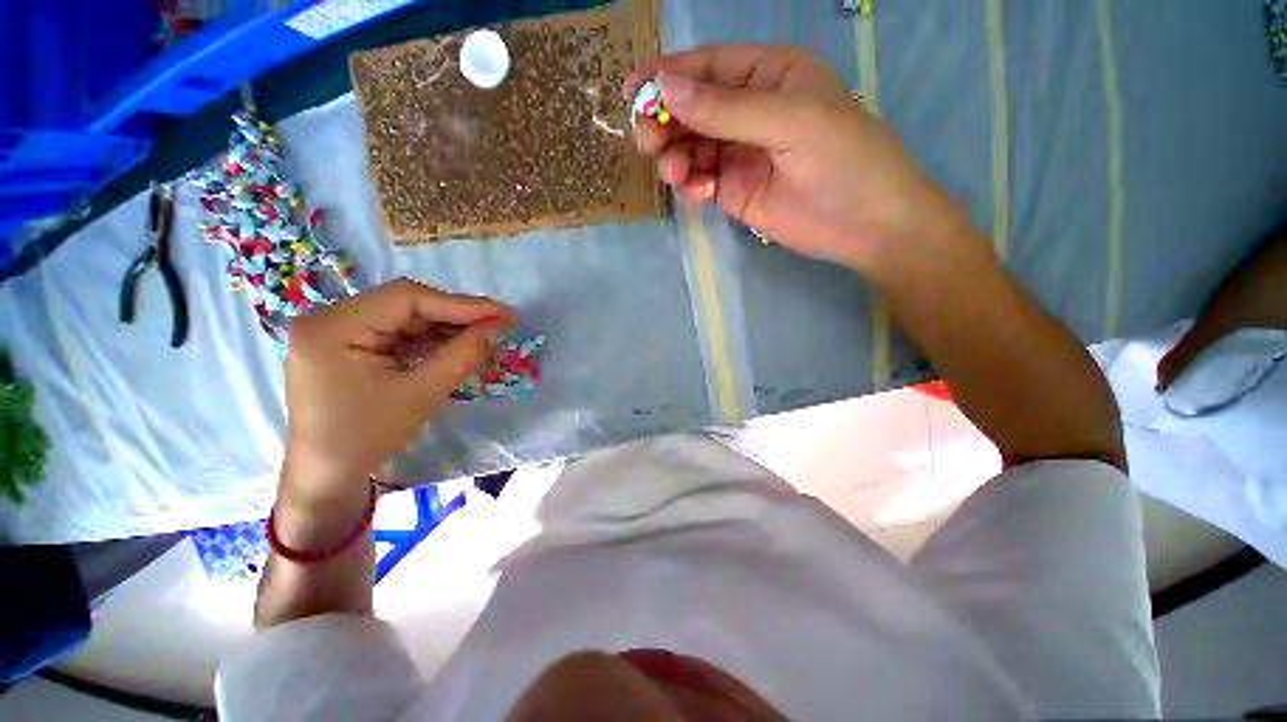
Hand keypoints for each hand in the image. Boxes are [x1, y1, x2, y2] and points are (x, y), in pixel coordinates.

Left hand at [282, 279, 510, 499]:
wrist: (327, 477)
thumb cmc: (368, 438)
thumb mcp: (422, 394)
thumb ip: (462, 355)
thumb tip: (496, 327)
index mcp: (333, 326)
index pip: (406, 298)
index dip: (460, 304)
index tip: (502, 313)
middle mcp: (328, 318)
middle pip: (405, 304)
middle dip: (455, 316)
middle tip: (498, 324)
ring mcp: (335, 331)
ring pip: (404, 317)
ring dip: (446, 328)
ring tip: (484, 335)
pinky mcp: (346, 345)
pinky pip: (396, 333)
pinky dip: (429, 339)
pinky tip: (456, 345)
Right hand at [624, 45, 962, 272]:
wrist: (864, 225)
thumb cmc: (842, 160)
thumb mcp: (788, 122)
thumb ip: (725, 108)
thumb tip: (663, 87)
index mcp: (767, 76)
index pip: (707, 67)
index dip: (666, 76)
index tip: (631, 94)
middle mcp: (748, 111)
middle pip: (691, 108)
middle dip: (664, 123)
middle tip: (648, 142)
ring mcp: (738, 154)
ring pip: (690, 147)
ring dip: (675, 158)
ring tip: (677, 173)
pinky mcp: (733, 190)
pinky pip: (700, 181)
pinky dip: (691, 185)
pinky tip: (700, 193)